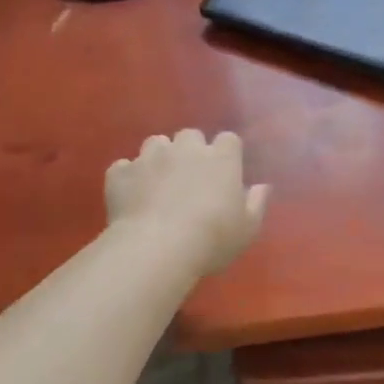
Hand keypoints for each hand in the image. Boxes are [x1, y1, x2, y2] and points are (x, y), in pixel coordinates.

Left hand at [105, 129, 268, 275]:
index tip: (225, 171)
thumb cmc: (212, 238)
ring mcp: (150, 157)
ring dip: (159, 158)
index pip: (229, 139)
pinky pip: (124, 167)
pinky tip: (131, 195)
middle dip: (190, 151)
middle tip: (190, 177)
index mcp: (221, 158)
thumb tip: (262, 186)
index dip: (226, 152)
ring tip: (158, 183)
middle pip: (190, 135)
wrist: (156, 248)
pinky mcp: (121, 173)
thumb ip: (256, 203)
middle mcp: (186, 148)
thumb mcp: (247, 229)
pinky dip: (128, 177)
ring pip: (155, 143)